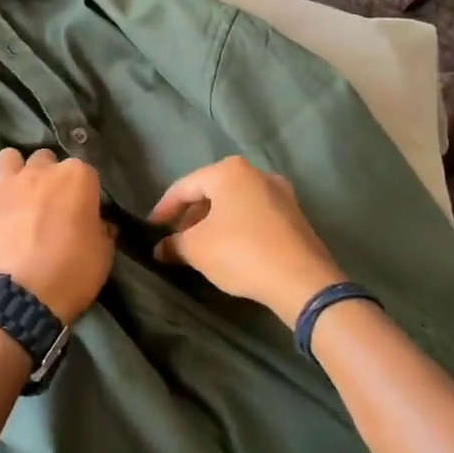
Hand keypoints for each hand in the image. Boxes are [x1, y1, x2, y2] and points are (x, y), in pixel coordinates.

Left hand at [0, 148, 113, 323]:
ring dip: (13, 170)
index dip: (84, 192)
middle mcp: (40, 171)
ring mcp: (6, 185)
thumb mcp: (104, 253)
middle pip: (46, 159)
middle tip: (50, 204)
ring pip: (7, 156)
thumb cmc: (73, 273)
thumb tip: (98, 224)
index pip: (86, 172)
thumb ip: (101, 229)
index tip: (84, 212)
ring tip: (16, 193)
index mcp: (77, 177)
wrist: (26, 296)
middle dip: (48, 175)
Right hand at [148, 156, 345, 323]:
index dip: (163, 209)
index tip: (151, 229)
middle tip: (176, 238)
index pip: (184, 187)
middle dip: (190, 215)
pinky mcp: (295, 216)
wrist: (302, 281)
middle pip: (211, 192)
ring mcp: (280, 193)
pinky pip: (255, 215)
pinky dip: (237, 227)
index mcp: (229, 171)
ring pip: (235, 203)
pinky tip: (229, 249)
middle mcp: (256, 173)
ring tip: (200, 246)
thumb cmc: (240, 253)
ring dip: (214, 222)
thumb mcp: (196, 249)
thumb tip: (161, 248)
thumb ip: (173, 243)